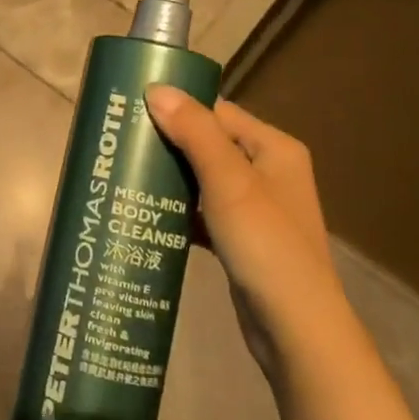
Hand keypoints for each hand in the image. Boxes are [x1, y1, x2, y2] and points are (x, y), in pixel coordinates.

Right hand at [145, 87, 349, 367]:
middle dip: (168, 143)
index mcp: (274, 149)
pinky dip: (179, 211)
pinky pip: (203, 212)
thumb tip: (157, 88)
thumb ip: (194, 133)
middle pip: (208, 144)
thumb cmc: (266, 245)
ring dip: (170, 178)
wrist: (296, 331)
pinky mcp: (241, 239)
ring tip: (126, 174)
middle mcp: (268, 172)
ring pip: (203, 179)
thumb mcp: (229, 182)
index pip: (218, 112)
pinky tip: (148, 214)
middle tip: (121, 144)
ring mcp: (256, 208)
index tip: (133, 110)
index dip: (178, 108)